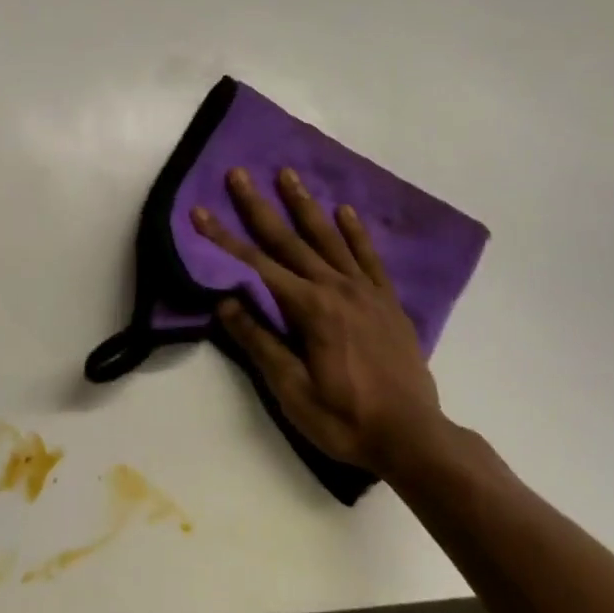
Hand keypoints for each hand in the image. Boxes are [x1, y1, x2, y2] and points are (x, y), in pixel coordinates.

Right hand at [195, 167, 447, 479]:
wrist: (414, 438)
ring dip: (304, 205)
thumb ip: (260, 342)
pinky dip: (355, 232)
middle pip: (288, 240)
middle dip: (258, 206)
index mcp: (309, 308)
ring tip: (287, 174)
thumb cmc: (346, 419)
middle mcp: (335, 287)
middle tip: (239, 174)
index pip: (255, 265)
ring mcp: (365, 291)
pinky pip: (368, 257)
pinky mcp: (388, 301)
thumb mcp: (293, 391)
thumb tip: (224, 301)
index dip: (223, 238)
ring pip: (328, 238)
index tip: (199, 211)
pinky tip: (345, 211)